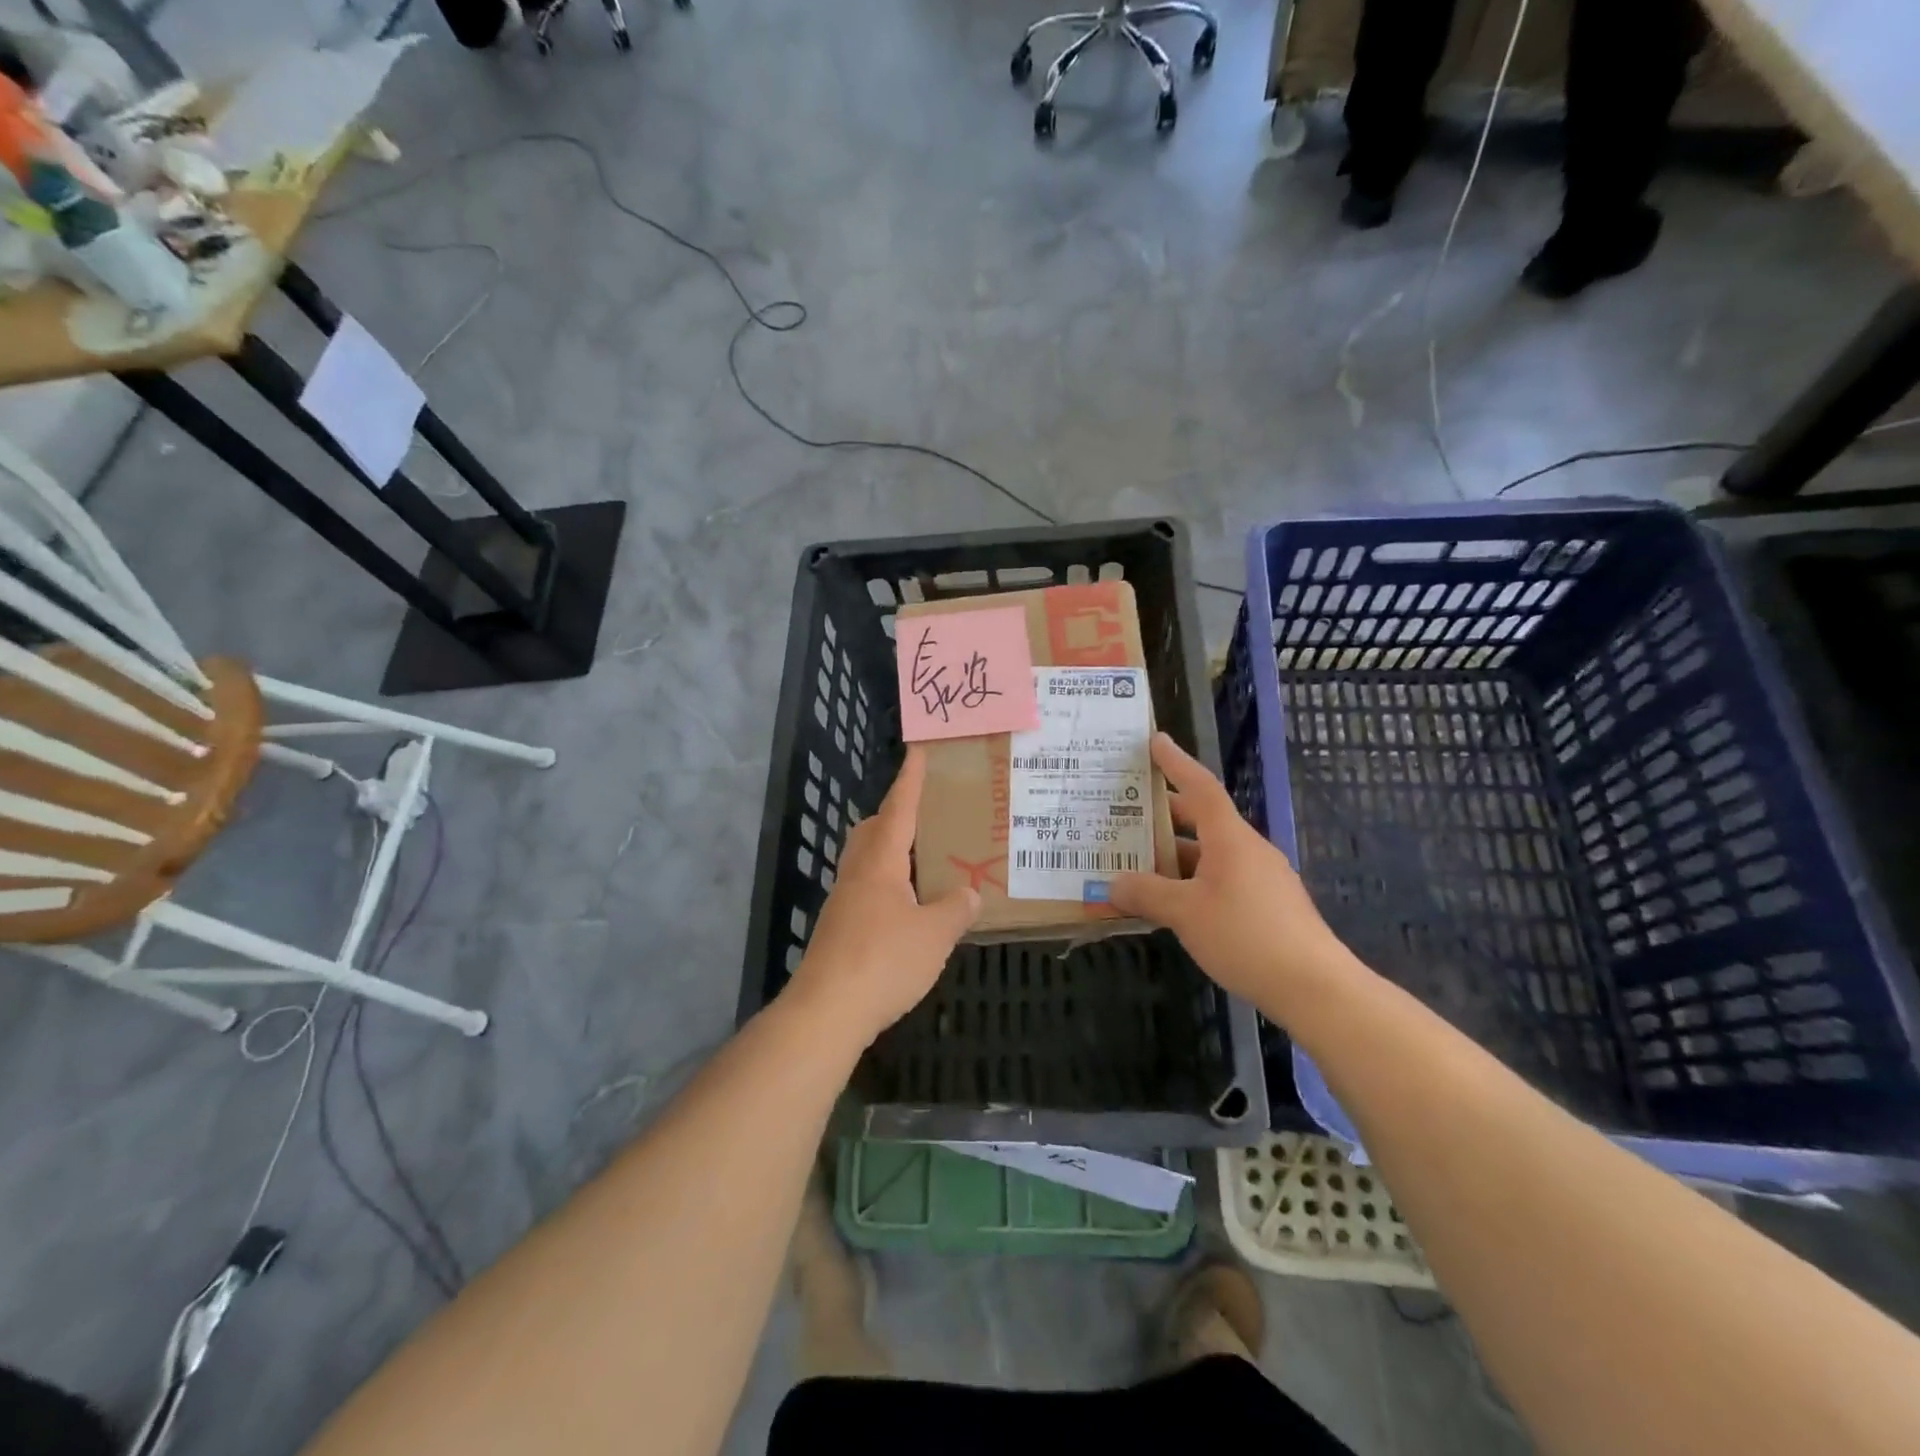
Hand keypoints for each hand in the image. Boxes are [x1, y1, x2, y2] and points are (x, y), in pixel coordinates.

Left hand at [786, 746, 979, 1047]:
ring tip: (923, 860)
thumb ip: (956, 909)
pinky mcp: (840, 928)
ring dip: (891, 851)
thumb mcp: (934, 935)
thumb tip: (971, 893)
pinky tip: (908, 907)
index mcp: (880, 862)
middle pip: (873, 830)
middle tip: (926, 813)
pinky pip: (867, 889)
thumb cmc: (883, 961)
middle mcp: (857, 873)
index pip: (899, 808)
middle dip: (895, 814)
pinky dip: (888, 884)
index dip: (910, 779)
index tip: (918, 750)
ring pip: (866, 860)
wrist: (827, 1011)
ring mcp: (844, 901)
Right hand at [1109, 733, 1350, 1005]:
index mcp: (1230, 838)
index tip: (1156, 740)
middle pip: (1203, 820)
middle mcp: (1248, 849)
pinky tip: (1173, 904)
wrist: (1314, 987)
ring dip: (1176, 856)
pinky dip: (1193, 881)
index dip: (1176, 762)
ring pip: (1210, 855)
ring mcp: (1262, 878)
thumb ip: (1146, 894)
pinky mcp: (1268, 906)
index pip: (1200, 786)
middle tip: (1128, 812)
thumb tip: (1114, 884)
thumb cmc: (1245, 936)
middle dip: (1166, 815)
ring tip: (1139, 864)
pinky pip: (1222, 879)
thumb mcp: (1185, 914)